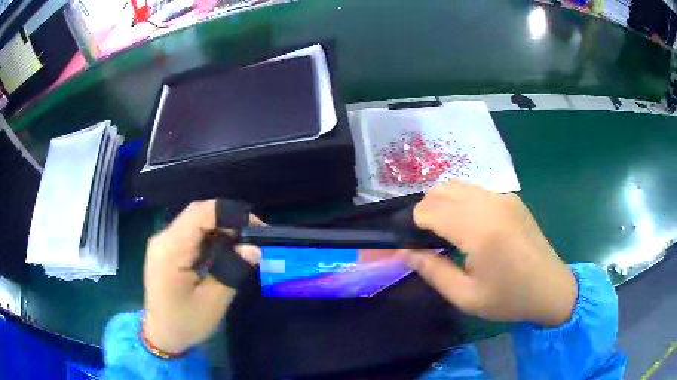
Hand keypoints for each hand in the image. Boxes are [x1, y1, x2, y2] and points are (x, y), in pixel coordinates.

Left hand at [143, 200, 261, 353]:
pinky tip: (224, 250)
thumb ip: (232, 271)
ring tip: (242, 243)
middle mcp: (164, 238)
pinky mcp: (167, 248)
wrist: (161, 333)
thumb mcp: (213, 303)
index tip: (257, 228)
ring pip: (195, 220)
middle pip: (198, 213)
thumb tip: (254, 248)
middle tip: (253, 236)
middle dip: (228, 219)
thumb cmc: (185, 322)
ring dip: (221, 227)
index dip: (231, 213)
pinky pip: (191, 232)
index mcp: (171, 249)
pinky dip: (211, 236)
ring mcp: (164, 242)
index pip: (201, 213)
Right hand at [403, 180, 576, 326]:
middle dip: (425, 210)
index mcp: (479, 230)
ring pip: (457, 185)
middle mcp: (490, 204)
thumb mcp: (466, 296)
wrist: (550, 288)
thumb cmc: (508, 298)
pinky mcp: (511, 198)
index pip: (429, 209)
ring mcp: (503, 197)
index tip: (413, 243)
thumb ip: (432, 271)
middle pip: (440, 190)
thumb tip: (404, 253)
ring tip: (447, 232)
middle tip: (428, 240)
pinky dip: (462, 201)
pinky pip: (476, 190)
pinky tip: (471, 226)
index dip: (412, 223)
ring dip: (443, 203)